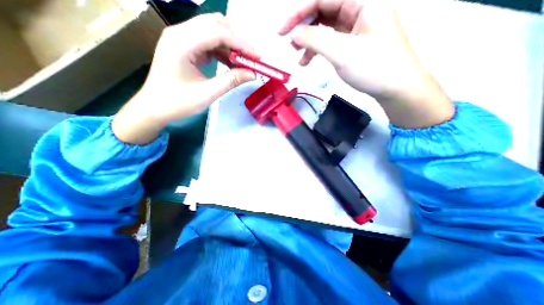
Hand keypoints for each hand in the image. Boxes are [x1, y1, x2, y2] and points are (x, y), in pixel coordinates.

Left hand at [113, 13, 256, 143]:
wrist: (154, 107)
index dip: (241, 43)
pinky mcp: (185, 46)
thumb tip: (252, 74)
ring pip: (213, 30)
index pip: (218, 32)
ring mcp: (181, 38)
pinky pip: (208, 41)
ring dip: (231, 44)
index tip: (257, 57)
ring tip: (244, 61)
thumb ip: (231, 81)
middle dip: (237, 40)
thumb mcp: (207, 94)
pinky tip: (231, 62)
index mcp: (181, 43)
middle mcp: (179, 33)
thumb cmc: (177, 103)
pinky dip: (223, 50)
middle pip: (215, 24)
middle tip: (252, 59)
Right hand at [280, 0, 454, 128]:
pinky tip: (309, 60)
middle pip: (324, 9)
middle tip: (289, 43)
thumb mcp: (342, 53)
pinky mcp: (355, 41)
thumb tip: (294, 33)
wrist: (396, 88)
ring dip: (310, 39)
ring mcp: (357, 25)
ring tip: (298, 54)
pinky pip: (332, 39)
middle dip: (304, 26)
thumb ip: (316, 40)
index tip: (282, 30)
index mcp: (363, 0)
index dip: (299, 12)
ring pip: (327, 26)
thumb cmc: (373, 68)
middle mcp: (360, 7)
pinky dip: (319, 48)